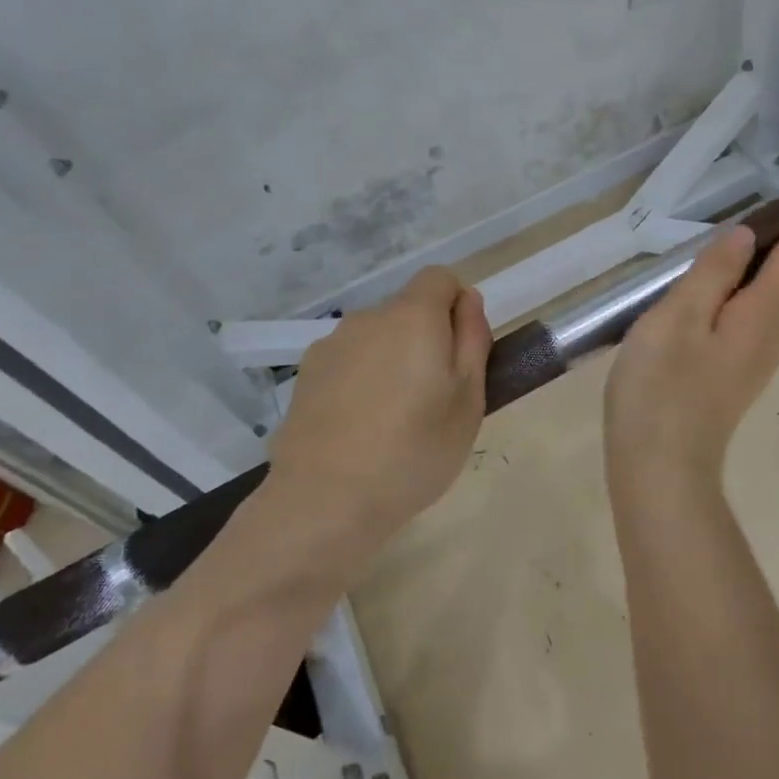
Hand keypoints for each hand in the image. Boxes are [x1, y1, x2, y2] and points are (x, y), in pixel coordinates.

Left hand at [266, 268, 490, 547]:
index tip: (460, 354)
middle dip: (425, 339)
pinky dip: (360, 382)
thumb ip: (473, 339)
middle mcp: (367, 318)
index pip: (440, 278)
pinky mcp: (305, 376)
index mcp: (412, 316)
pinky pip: (348, 363)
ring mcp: (330, 346)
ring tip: (394, 420)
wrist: (326, 500)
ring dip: (391, 361)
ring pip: (376, 339)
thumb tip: (468, 300)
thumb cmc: (415, 450)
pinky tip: (359, 429)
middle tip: (435, 398)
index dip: (457, 306)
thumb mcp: (469, 399)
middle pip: (407, 310)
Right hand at [605, 190, 778, 495]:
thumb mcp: (678, 319)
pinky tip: (736, 287)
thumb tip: (746, 238)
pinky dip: (757, 289)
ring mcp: (753, 360)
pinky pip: (756, 317)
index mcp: (759, 315)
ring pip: (776, 300)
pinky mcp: (734, 375)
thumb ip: (712, 274)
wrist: (661, 468)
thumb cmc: (662, 388)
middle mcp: (768, 336)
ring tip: (778, 235)